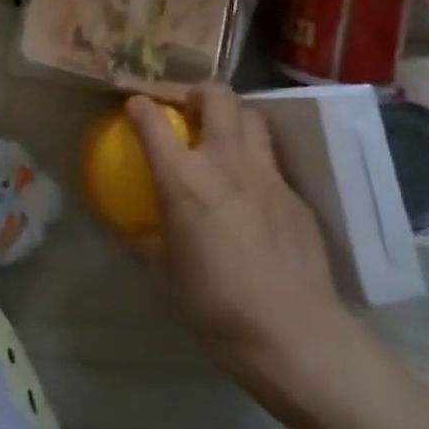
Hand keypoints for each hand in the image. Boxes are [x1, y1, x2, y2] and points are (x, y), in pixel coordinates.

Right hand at [128, 84, 365, 412]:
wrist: (295, 335)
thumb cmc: (217, 307)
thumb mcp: (167, 276)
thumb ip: (149, 242)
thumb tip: (134, 231)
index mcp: (183, 179)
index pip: (153, 121)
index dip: (140, 106)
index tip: (136, 106)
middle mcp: (224, 162)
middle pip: (217, 96)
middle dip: (199, 92)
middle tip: (189, 111)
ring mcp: (266, 175)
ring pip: (252, 117)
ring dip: (234, 117)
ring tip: (224, 138)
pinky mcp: (295, 195)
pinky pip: (272, 159)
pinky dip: (256, 159)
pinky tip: (253, 190)